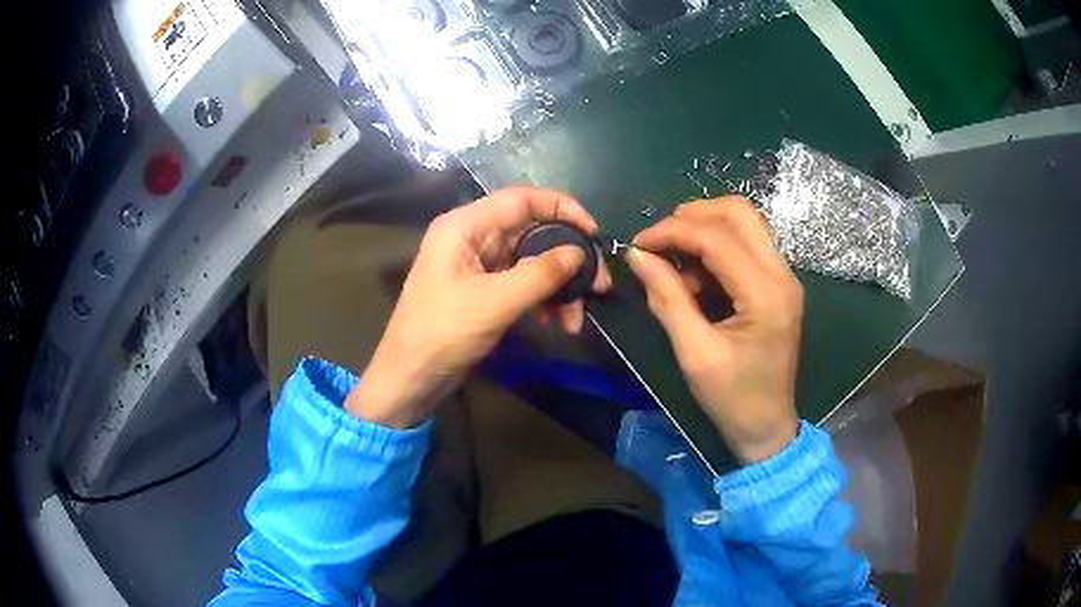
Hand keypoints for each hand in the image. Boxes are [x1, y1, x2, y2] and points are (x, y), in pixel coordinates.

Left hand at [345, 186, 609, 426]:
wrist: (410, 379)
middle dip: (567, 258)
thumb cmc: (442, 334)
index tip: (594, 234)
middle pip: (532, 231)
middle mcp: (472, 237)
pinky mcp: (483, 289)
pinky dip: (542, 299)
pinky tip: (557, 322)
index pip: (522, 199)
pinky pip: (521, 283)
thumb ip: (540, 274)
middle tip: (598, 285)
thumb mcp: (494, 302)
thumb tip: (579, 253)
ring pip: (531, 260)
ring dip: (558, 286)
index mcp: (465, 226)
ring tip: (577, 319)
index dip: (562, 208)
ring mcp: (477, 264)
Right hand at [627, 197, 802, 462]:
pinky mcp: (779, 285)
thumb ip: (667, 299)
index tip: (638, 244)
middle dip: (693, 216)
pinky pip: (748, 245)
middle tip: (659, 240)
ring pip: (745, 223)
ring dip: (705, 228)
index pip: (717, 238)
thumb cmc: (732, 399)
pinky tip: (696, 275)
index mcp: (765, 295)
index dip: (673, 232)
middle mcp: (782, 275)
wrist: (767, 427)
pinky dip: (717, 247)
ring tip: (675, 259)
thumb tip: (638, 255)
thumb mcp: (694, 354)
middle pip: (740, 212)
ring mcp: (785, 277)